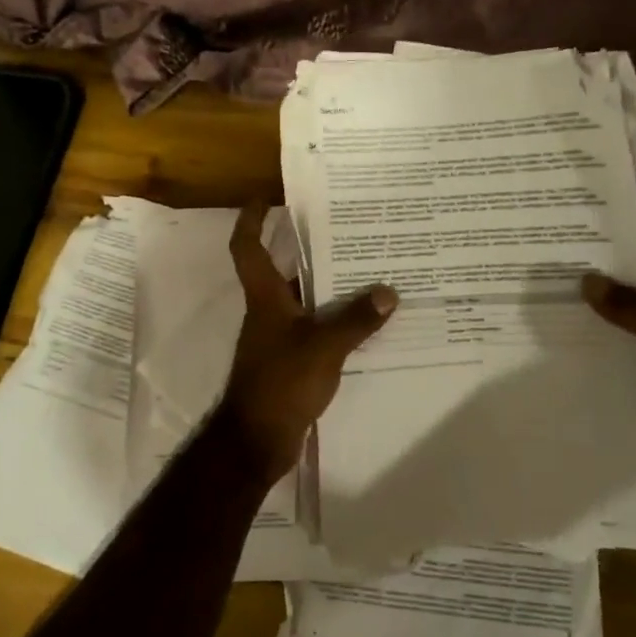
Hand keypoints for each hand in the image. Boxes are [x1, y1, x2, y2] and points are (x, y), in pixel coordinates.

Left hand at [216, 203, 396, 477]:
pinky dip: (334, 322)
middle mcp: (267, 312)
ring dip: (328, 288)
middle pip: (283, 271)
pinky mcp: (289, 363)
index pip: (247, 248)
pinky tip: (365, 324)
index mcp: (265, 298)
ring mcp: (277, 339)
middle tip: (345, 231)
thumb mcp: (323, 348)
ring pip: (303, 301)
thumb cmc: (281, 383)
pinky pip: (314, 330)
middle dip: (308, 250)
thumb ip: (355, 320)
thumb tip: (388, 292)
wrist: (258, 439)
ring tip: (368, 272)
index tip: (265, 198)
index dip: (251, 220)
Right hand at [583, 250, 635, 496]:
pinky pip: (627, 351)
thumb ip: (633, 308)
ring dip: (602, 311)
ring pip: (634, 320)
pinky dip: (602, 343)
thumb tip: (587, 280)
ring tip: (552, 290)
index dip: (635, 242)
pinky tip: (565, 332)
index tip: (589, 230)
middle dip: (610, 276)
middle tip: (559, 258)